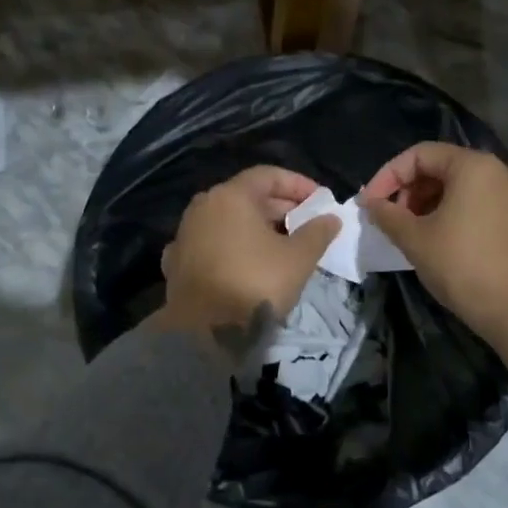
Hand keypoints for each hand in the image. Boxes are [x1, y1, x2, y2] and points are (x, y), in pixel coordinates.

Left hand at [156, 166, 339, 358]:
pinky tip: (246, 261)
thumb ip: (317, 232)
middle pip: (246, 197)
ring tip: (282, 244)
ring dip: (255, 228)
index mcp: (230, 196)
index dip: (298, 185)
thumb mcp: (298, 258)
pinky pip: (211, 244)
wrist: (205, 331)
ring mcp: (185, 234)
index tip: (320, 199)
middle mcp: (202, 207)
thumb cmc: (256, 283)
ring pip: (227, 221)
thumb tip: (330, 218)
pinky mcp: (176, 262)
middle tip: (306, 223)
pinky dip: (232, 246)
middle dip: (279, 207)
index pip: (268, 176)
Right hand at [360, 143, 507, 332]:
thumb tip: (372, 204)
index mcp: (473, 165)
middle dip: (413, 190)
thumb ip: (387, 215)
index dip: (388, 176)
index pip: (420, 155)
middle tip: (394, 220)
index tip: (370, 204)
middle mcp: (502, 171)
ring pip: (469, 189)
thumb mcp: (414, 239)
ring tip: (419, 232)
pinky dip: (466, 217)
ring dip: (437, 204)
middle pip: (446, 168)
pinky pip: (490, 209)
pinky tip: (456, 239)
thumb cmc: (461, 265)